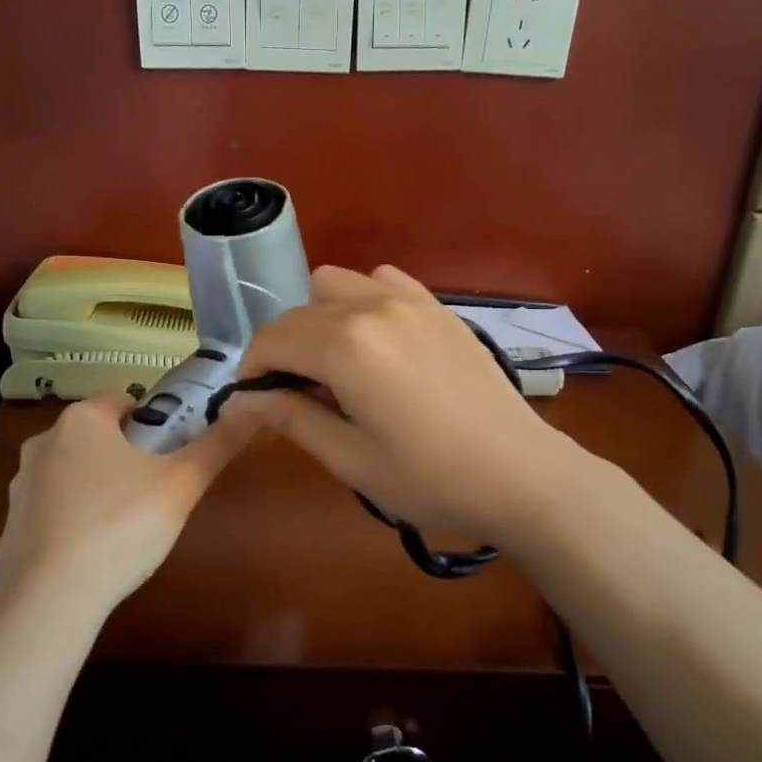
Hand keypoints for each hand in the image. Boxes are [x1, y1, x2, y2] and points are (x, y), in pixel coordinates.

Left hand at [0, 390, 259, 618]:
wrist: (47, 598)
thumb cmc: (119, 526)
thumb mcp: (182, 484)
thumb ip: (218, 444)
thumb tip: (253, 407)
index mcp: (81, 419)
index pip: (126, 400)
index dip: (156, 422)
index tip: (174, 454)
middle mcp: (44, 441)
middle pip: (100, 435)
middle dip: (129, 455)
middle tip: (158, 491)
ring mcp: (21, 483)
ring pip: (75, 471)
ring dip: (101, 486)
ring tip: (128, 525)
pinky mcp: (11, 523)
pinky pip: (55, 507)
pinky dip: (75, 517)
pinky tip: (95, 550)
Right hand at [228, 265, 592, 549]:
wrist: (521, 474)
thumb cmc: (430, 479)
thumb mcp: (349, 458)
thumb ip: (291, 417)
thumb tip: (240, 402)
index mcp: (345, 346)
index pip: (272, 341)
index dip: (252, 371)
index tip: (254, 404)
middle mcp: (372, 307)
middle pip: (299, 312)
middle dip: (282, 349)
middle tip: (296, 396)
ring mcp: (410, 301)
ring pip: (337, 285)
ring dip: (319, 319)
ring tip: (335, 365)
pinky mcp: (438, 307)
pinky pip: (382, 281)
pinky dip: (363, 302)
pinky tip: (377, 343)